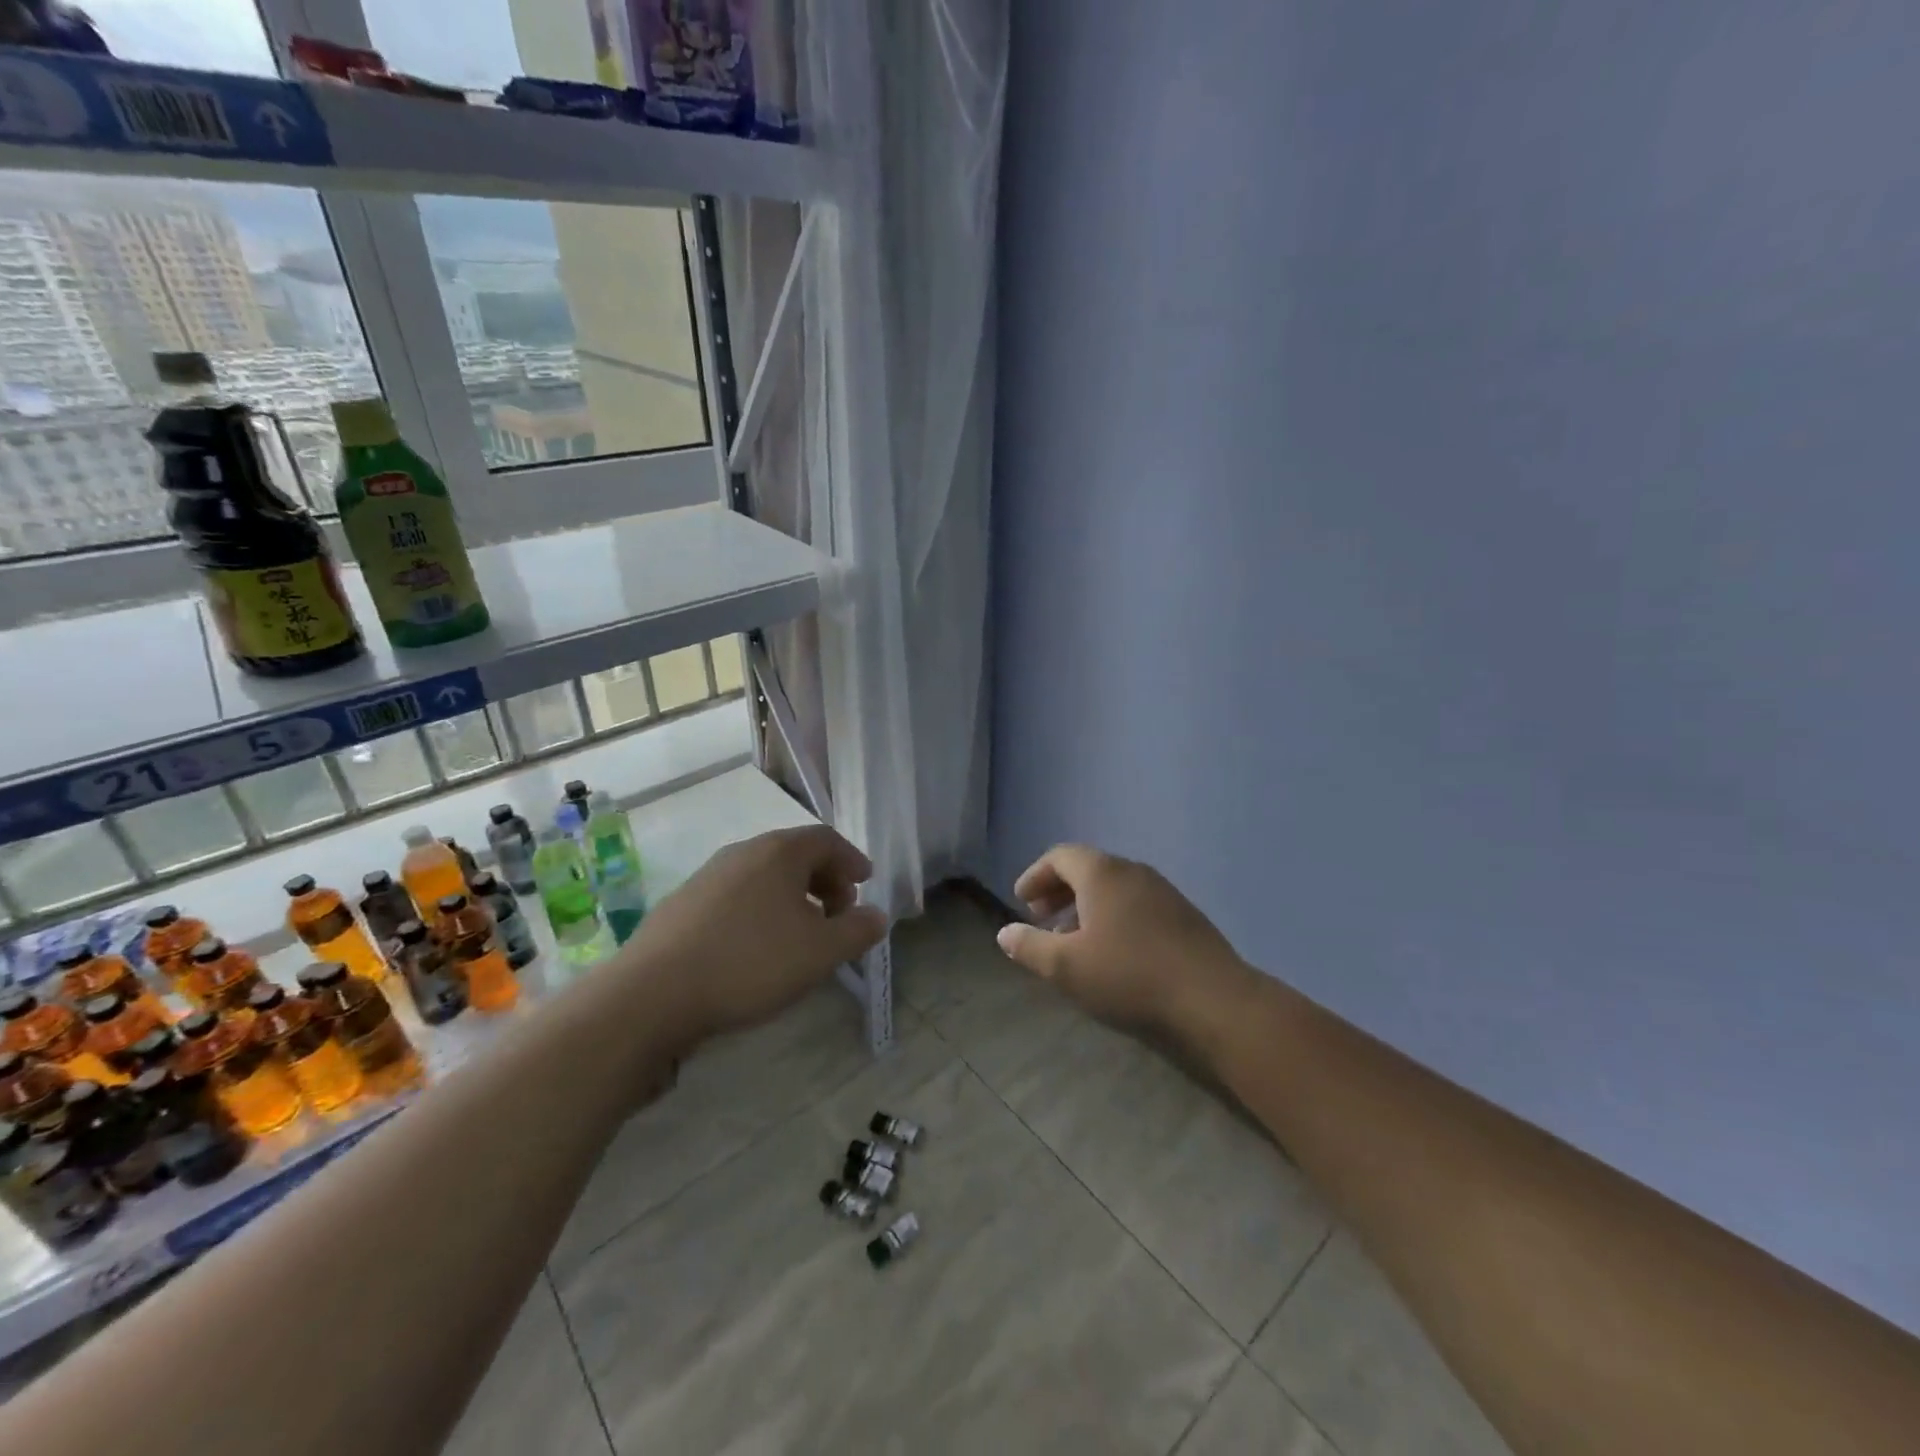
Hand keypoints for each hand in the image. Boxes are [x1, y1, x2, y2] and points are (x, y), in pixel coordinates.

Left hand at [630, 824, 887, 1043]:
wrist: (652, 994)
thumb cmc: (750, 963)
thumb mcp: (820, 952)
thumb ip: (857, 931)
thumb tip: (877, 916)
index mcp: (779, 852)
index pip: (826, 839)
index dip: (851, 859)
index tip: (865, 882)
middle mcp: (742, 852)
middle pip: (794, 854)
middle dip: (824, 880)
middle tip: (839, 912)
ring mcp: (708, 876)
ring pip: (764, 876)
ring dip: (792, 896)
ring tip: (801, 933)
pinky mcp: (682, 904)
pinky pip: (737, 895)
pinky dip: (761, 909)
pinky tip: (757, 946)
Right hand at [996, 845, 1250, 1034]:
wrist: (1213, 1001)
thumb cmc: (1130, 977)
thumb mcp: (1067, 967)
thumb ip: (1030, 947)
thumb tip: (1004, 933)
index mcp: (1102, 873)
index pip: (1060, 856)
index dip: (1036, 875)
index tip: (1021, 901)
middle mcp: (1133, 872)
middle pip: (1088, 868)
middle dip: (1059, 890)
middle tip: (1041, 918)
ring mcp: (1163, 892)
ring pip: (1113, 887)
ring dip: (1085, 905)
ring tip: (1072, 939)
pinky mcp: (1184, 916)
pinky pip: (1136, 903)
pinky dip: (1112, 916)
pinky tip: (1112, 951)